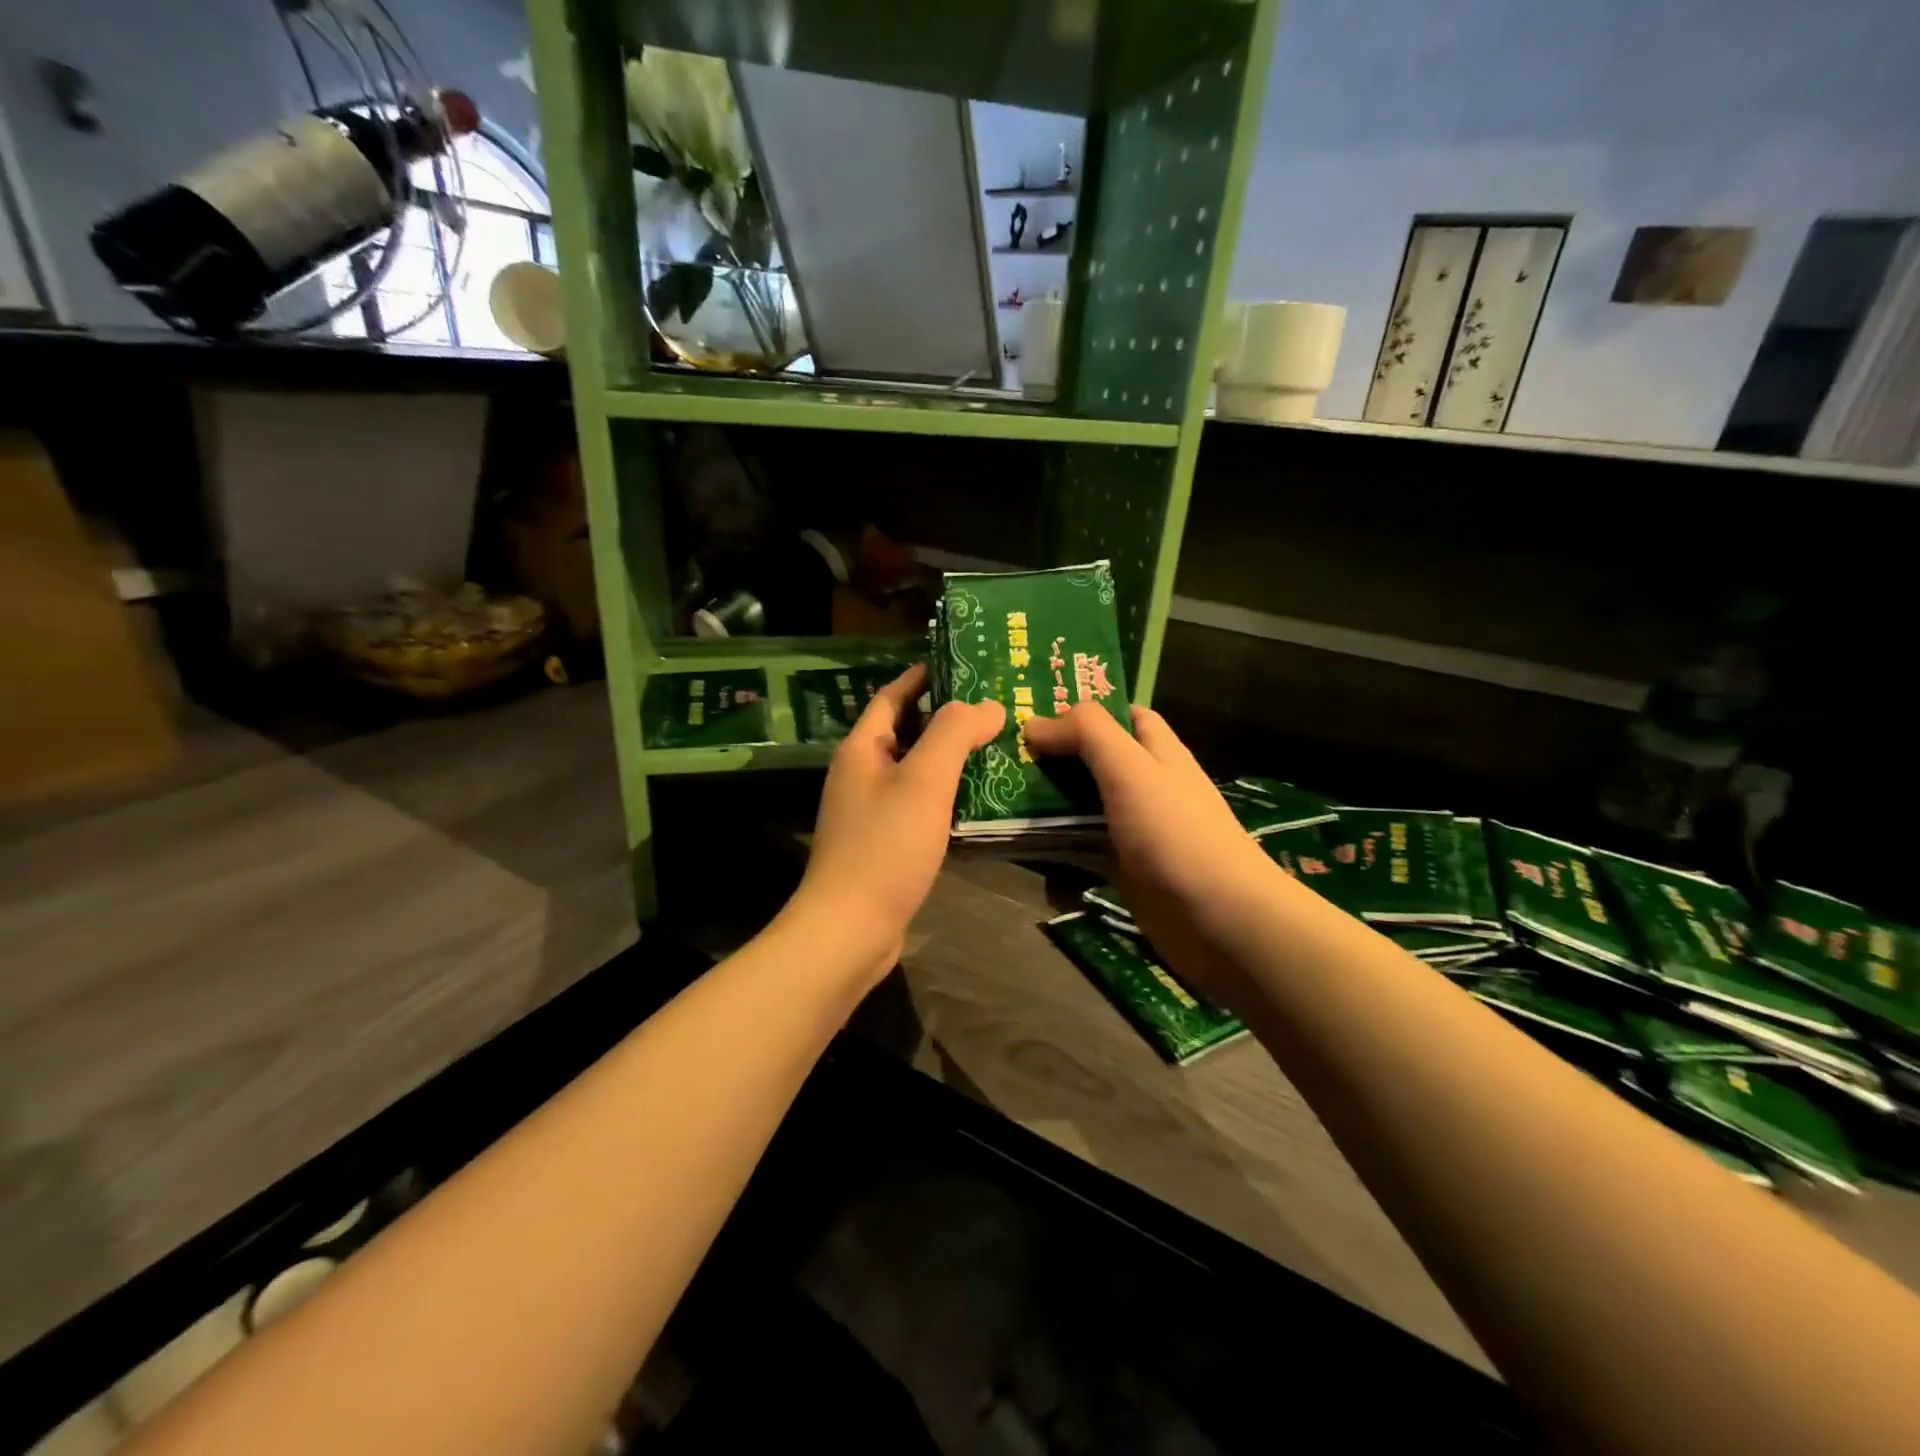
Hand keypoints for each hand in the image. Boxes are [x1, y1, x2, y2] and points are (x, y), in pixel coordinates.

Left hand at [789, 664, 1003, 983]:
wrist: (850, 928)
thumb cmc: (885, 846)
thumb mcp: (924, 781)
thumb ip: (955, 734)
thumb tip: (988, 704)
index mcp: (862, 749)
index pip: (892, 697)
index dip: (923, 678)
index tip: (963, 665)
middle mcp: (861, 774)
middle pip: (905, 731)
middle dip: (945, 717)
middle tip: (994, 707)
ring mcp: (869, 811)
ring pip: (914, 770)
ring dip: (949, 757)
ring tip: (996, 746)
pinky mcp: (883, 844)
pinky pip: (917, 804)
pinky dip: (945, 794)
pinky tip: (978, 799)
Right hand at [1022, 704, 1279, 1008]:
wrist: (1219, 919)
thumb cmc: (1176, 833)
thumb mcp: (1132, 769)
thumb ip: (1088, 734)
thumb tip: (1035, 723)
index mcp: (1158, 752)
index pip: (1124, 716)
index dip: (1085, 710)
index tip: (1036, 713)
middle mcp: (1147, 786)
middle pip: (1096, 760)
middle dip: (1056, 755)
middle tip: (1003, 754)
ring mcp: (1135, 830)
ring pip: (1085, 805)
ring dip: (1049, 801)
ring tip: (999, 794)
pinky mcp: (1125, 869)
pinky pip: (1083, 848)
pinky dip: (1056, 845)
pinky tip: (1021, 844)